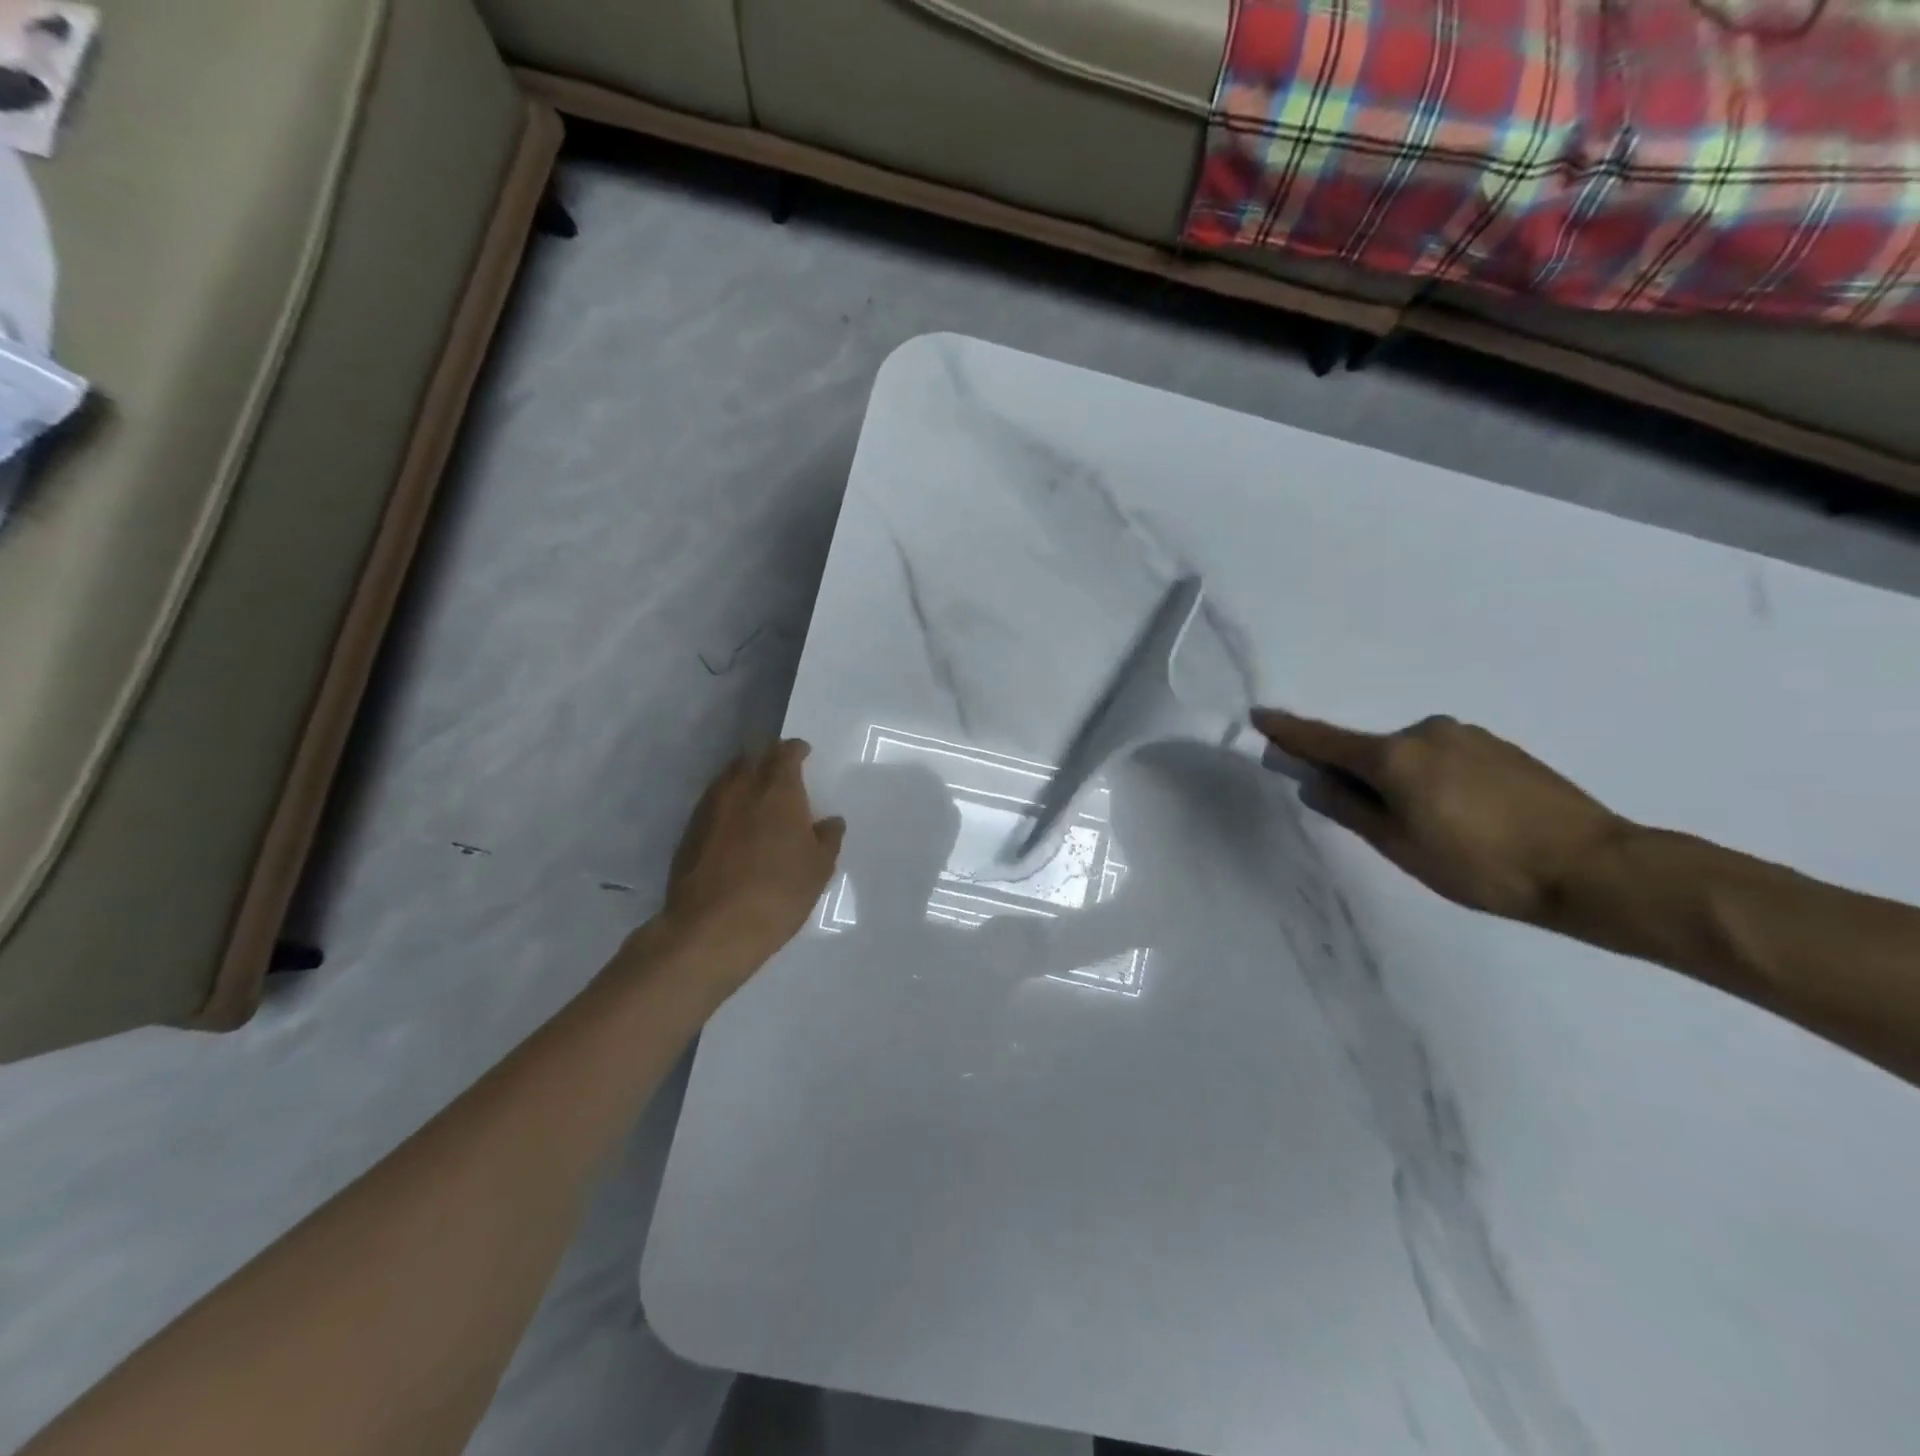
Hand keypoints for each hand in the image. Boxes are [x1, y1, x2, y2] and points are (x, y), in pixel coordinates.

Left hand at [658, 739, 845, 975]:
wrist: (712, 928)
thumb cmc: (778, 892)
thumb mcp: (818, 869)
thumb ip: (827, 839)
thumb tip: (831, 821)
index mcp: (778, 790)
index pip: (785, 753)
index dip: (796, 750)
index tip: (803, 753)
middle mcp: (741, 788)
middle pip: (752, 758)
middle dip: (767, 759)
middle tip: (781, 773)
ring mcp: (710, 808)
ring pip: (728, 778)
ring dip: (744, 779)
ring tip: (757, 796)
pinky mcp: (689, 832)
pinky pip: (712, 803)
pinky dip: (726, 804)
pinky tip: (734, 825)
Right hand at [1254, 710, 1626, 923]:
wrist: (1593, 866)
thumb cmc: (1480, 864)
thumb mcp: (1399, 846)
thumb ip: (1350, 808)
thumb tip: (1315, 782)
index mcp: (1394, 756)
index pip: (1324, 740)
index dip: (1289, 733)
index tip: (1260, 717)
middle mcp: (1425, 732)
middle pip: (1370, 751)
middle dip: (1359, 777)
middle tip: (1374, 822)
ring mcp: (1466, 736)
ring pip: (1410, 757)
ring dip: (1401, 782)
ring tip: (1434, 830)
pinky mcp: (1499, 747)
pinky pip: (1444, 759)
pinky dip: (1434, 780)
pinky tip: (1465, 817)